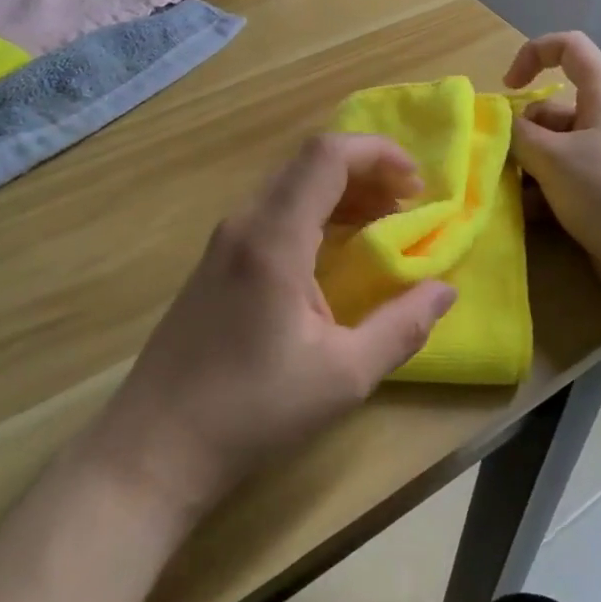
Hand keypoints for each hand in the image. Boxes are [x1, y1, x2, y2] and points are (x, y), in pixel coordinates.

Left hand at [83, 134, 456, 518]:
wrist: (154, 449)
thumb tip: (445, 291)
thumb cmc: (251, 412)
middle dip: (366, 170)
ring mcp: (225, 240)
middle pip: (309, 163)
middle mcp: (246, 223)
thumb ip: (402, 327)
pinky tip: (337, 249)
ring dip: (341, 191)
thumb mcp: (342, 377)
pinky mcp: (216, 261)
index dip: (378, 152)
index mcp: (274, 238)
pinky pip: (274, 211)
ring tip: (383, 221)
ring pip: (291, 185)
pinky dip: (315, 212)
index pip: (326, 155)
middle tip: (409, 204)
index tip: (418, 183)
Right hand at [506, 32, 600, 307]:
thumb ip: (519, 136)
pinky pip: (565, 180)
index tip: (509, 87)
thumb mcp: (553, 159)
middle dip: (522, 132)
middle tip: (501, 161)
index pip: (570, 48)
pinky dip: (543, 192)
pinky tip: (527, 214)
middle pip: (553, 109)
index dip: (534, 54)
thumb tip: (503, 126)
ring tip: (510, 193)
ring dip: (528, 167)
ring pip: (554, 149)